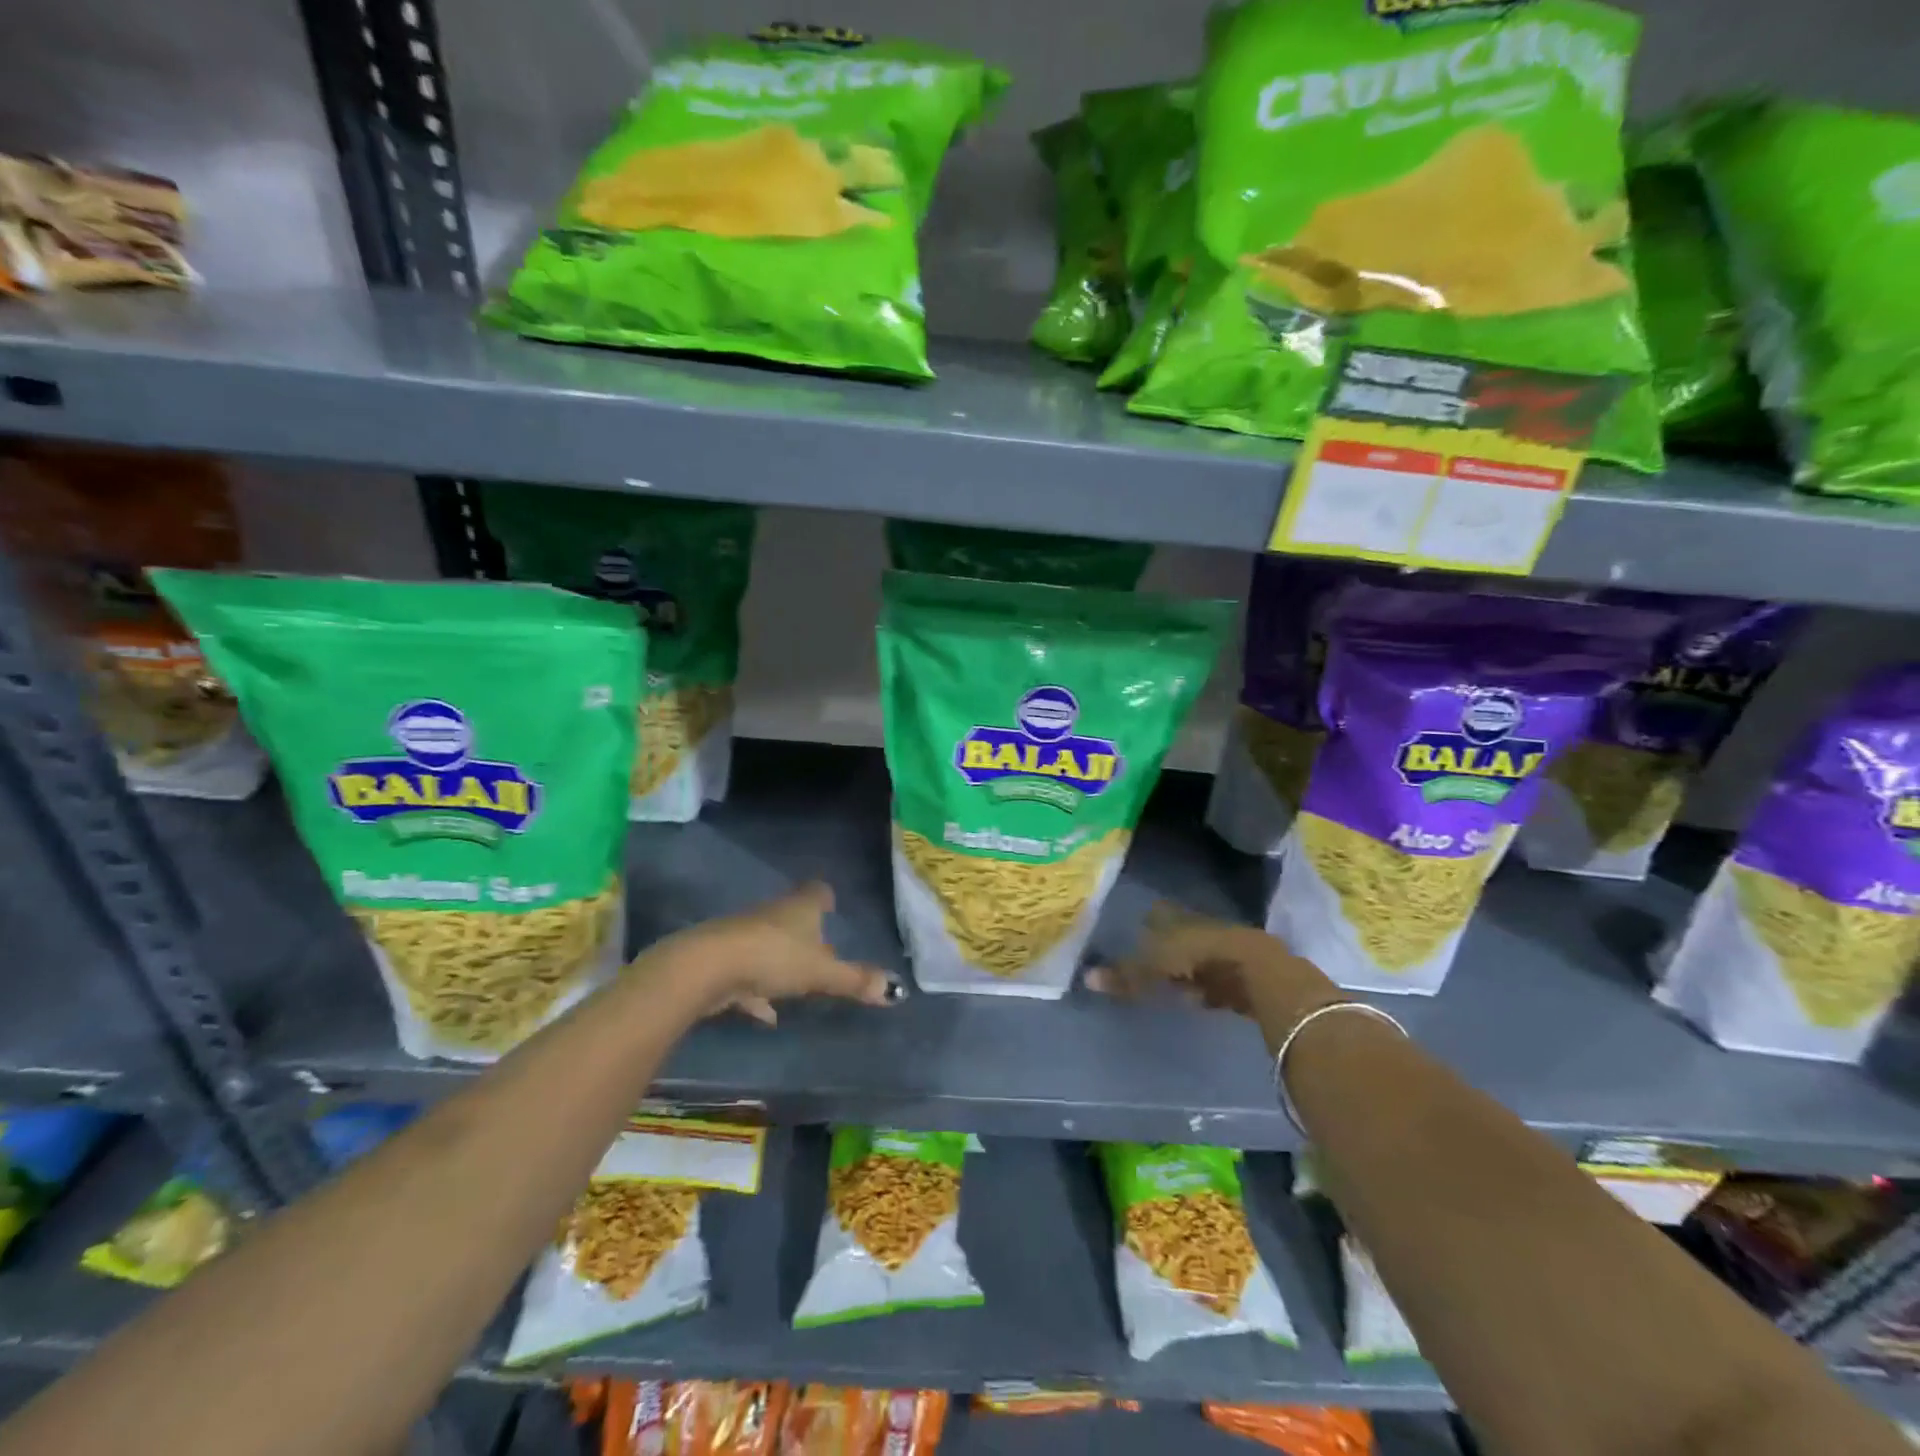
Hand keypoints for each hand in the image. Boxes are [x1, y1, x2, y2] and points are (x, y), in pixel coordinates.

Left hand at [647, 882, 899, 1026]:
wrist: (707, 968)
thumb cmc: (773, 958)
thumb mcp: (821, 973)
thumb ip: (855, 980)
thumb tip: (896, 991)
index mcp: (800, 908)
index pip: (817, 892)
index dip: (826, 898)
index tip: (832, 905)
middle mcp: (772, 914)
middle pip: (792, 918)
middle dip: (806, 933)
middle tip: (823, 951)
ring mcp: (744, 935)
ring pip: (769, 944)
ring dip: (781, 962)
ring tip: (797, 984)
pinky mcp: (723, 960)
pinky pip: (747, 974)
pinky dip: (758, 991)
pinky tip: (766, 1013)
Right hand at [1090, 902, 1343, 1044]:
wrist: (1258, 972)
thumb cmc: (1200, 958)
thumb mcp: (1155, 967)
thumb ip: (1126, 974)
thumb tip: (1087, 978)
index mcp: (1178, 920)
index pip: (1158, 916)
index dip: (1147, 923)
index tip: (1135, 929)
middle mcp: (1201, 929)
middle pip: (1179, 935)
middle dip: (1167, 946)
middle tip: (1150, 957)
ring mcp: (1225, 951)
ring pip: (1199, 958)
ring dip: (1188, 969)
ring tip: (1172, 983)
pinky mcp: (1243, 976)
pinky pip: (1216, 980)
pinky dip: (1206, 988)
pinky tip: (1200, 999)